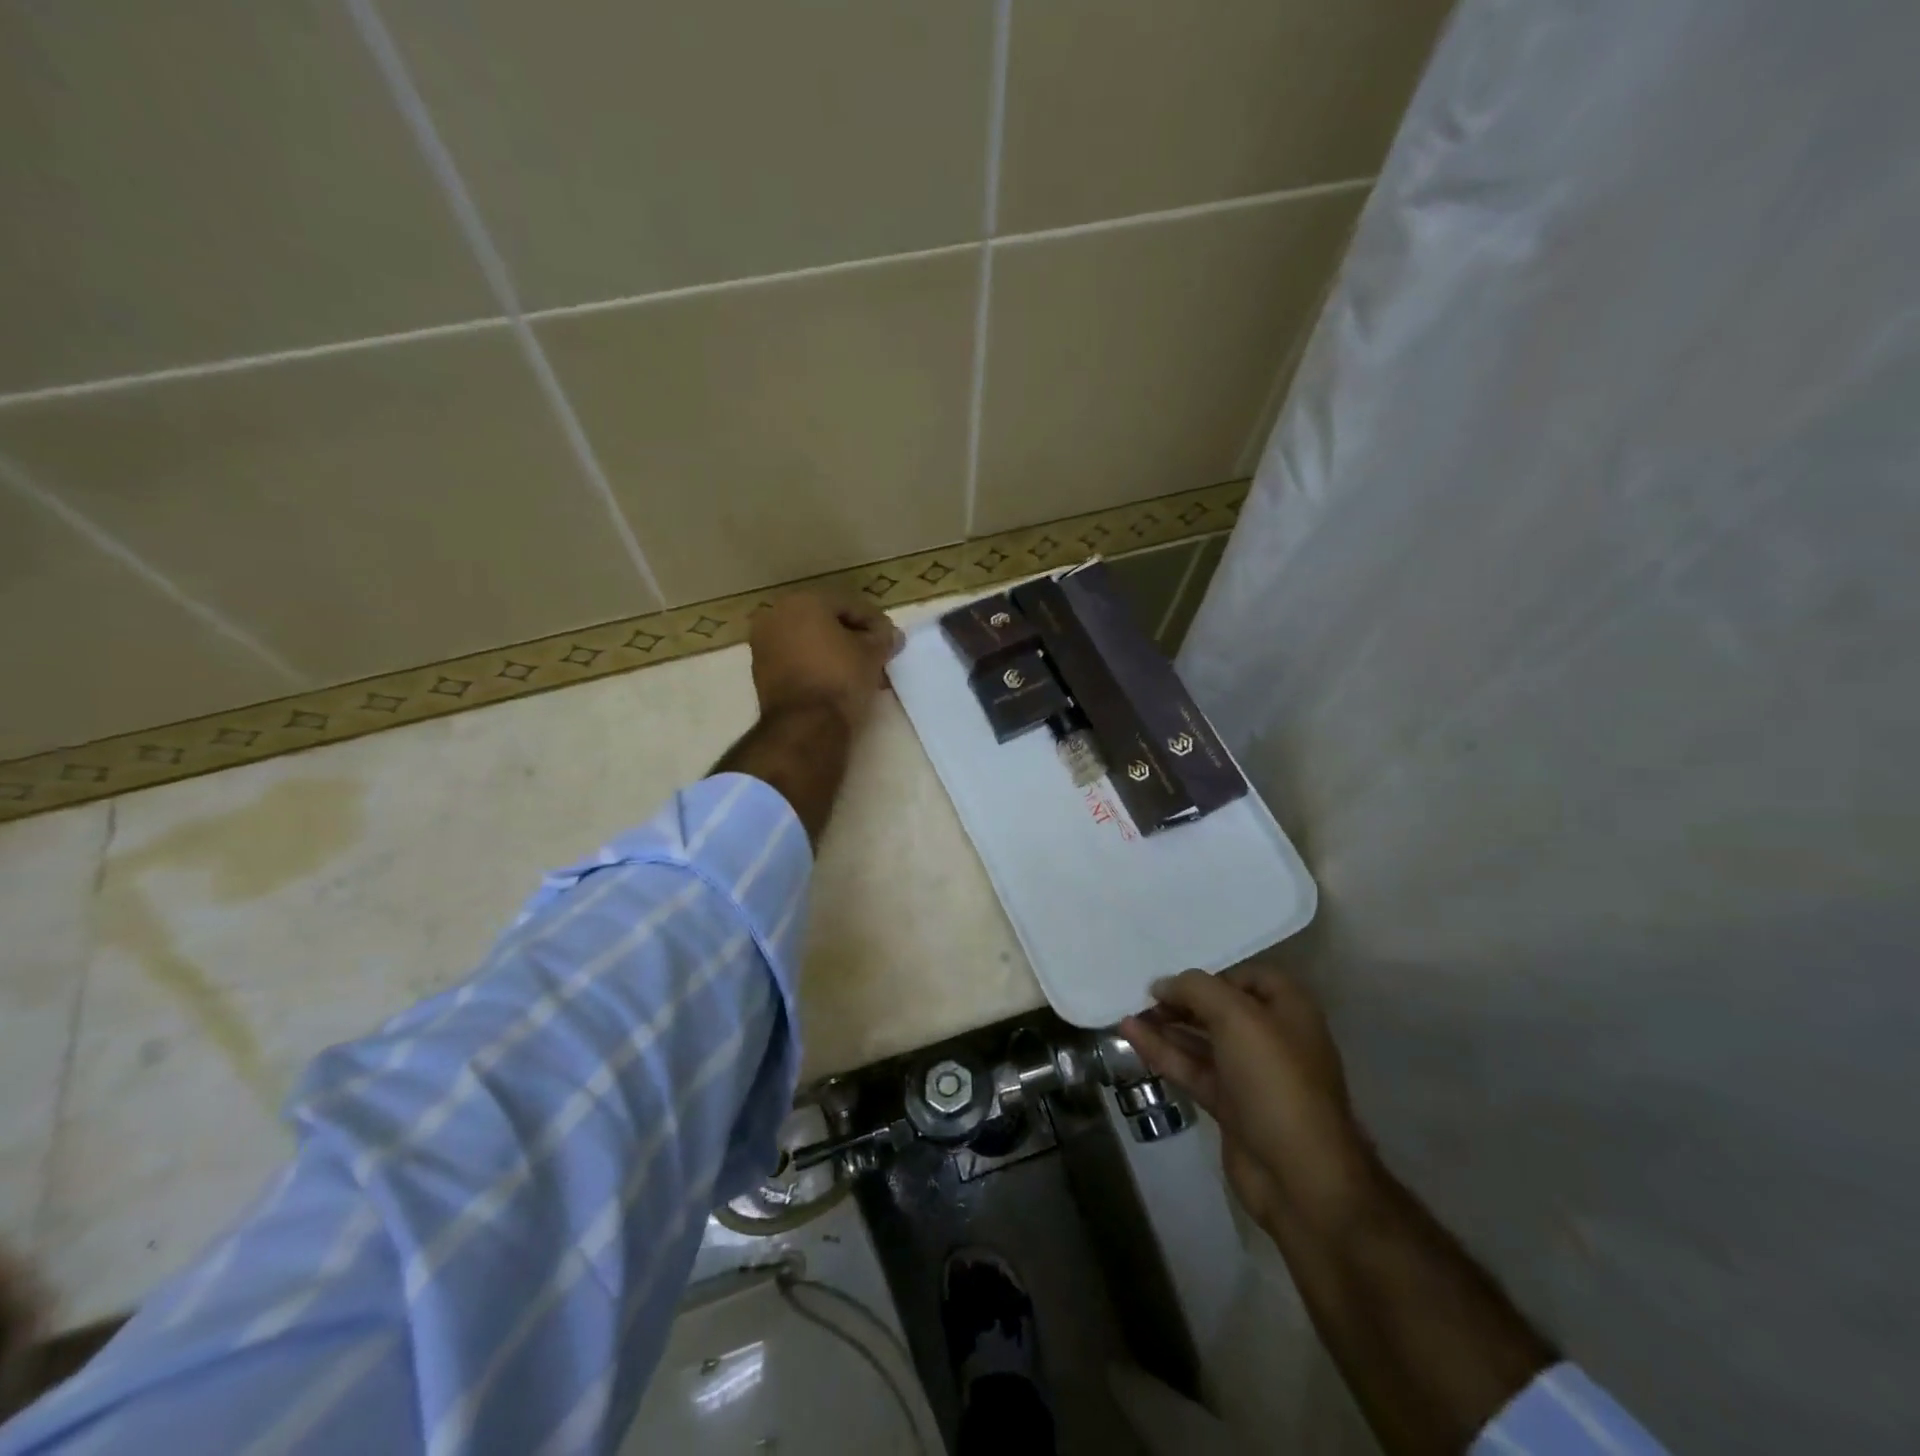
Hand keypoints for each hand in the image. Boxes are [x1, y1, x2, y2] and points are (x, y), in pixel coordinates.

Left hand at [747, 590, 903, 730]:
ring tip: (861, 671)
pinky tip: (839, 681)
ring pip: (810, 641)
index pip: (849, 605)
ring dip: (836, 652)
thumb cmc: (840, 677)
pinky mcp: (761, 671)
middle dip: (853, 637)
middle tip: (877, 655)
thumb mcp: (872, 654)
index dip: (875, 622)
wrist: (805, 724)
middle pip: (826, 622)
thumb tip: (892, 635)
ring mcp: (764, 644)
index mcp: (803, 601)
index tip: (891, 640)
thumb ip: (883, 638)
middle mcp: (776, 615)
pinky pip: (797, 659)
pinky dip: (817, 665)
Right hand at [1121, 962, 1379, 1236]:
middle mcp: (1272, 1038)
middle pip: (1220, 1008)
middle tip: (1143, 996)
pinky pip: (1192, 1069)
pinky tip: (1132, 1036)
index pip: (1248, 977)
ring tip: (1128, 1012)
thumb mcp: (1237, 1018)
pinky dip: (1164, 1052)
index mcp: (1289, 1010)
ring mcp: (1250, 1075)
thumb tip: (1162, 985)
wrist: (1300, 1177)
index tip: (1176, 980)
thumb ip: (1196, 989)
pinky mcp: (1230, 1105)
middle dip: (1182, 1000)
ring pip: (1202, 1040)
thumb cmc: (1275, 1081)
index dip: (1212, 975)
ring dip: (1167, 1026)